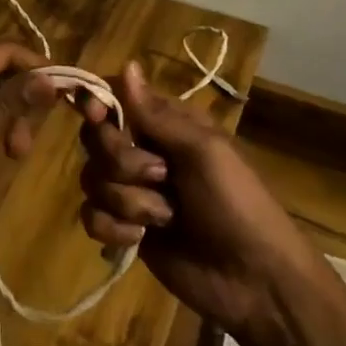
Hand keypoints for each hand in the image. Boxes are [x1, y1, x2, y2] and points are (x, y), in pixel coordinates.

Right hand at [78, 61, 314, 332]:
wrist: (254, 281)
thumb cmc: (237, 203)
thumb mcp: (204, 151)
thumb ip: (157, 114)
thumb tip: (127, 64)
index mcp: (167, 125)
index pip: (116, 99)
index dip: (98, 105)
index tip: (97, 116)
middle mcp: (144, 152)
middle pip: (96, 139)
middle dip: (121, 160)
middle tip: (160, 176)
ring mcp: (133, 192)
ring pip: (92, 179)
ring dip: (127, 200)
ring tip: (164, 217)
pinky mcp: (125, 229)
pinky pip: (92, 216)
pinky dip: (114, 228)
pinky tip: (141, 239)